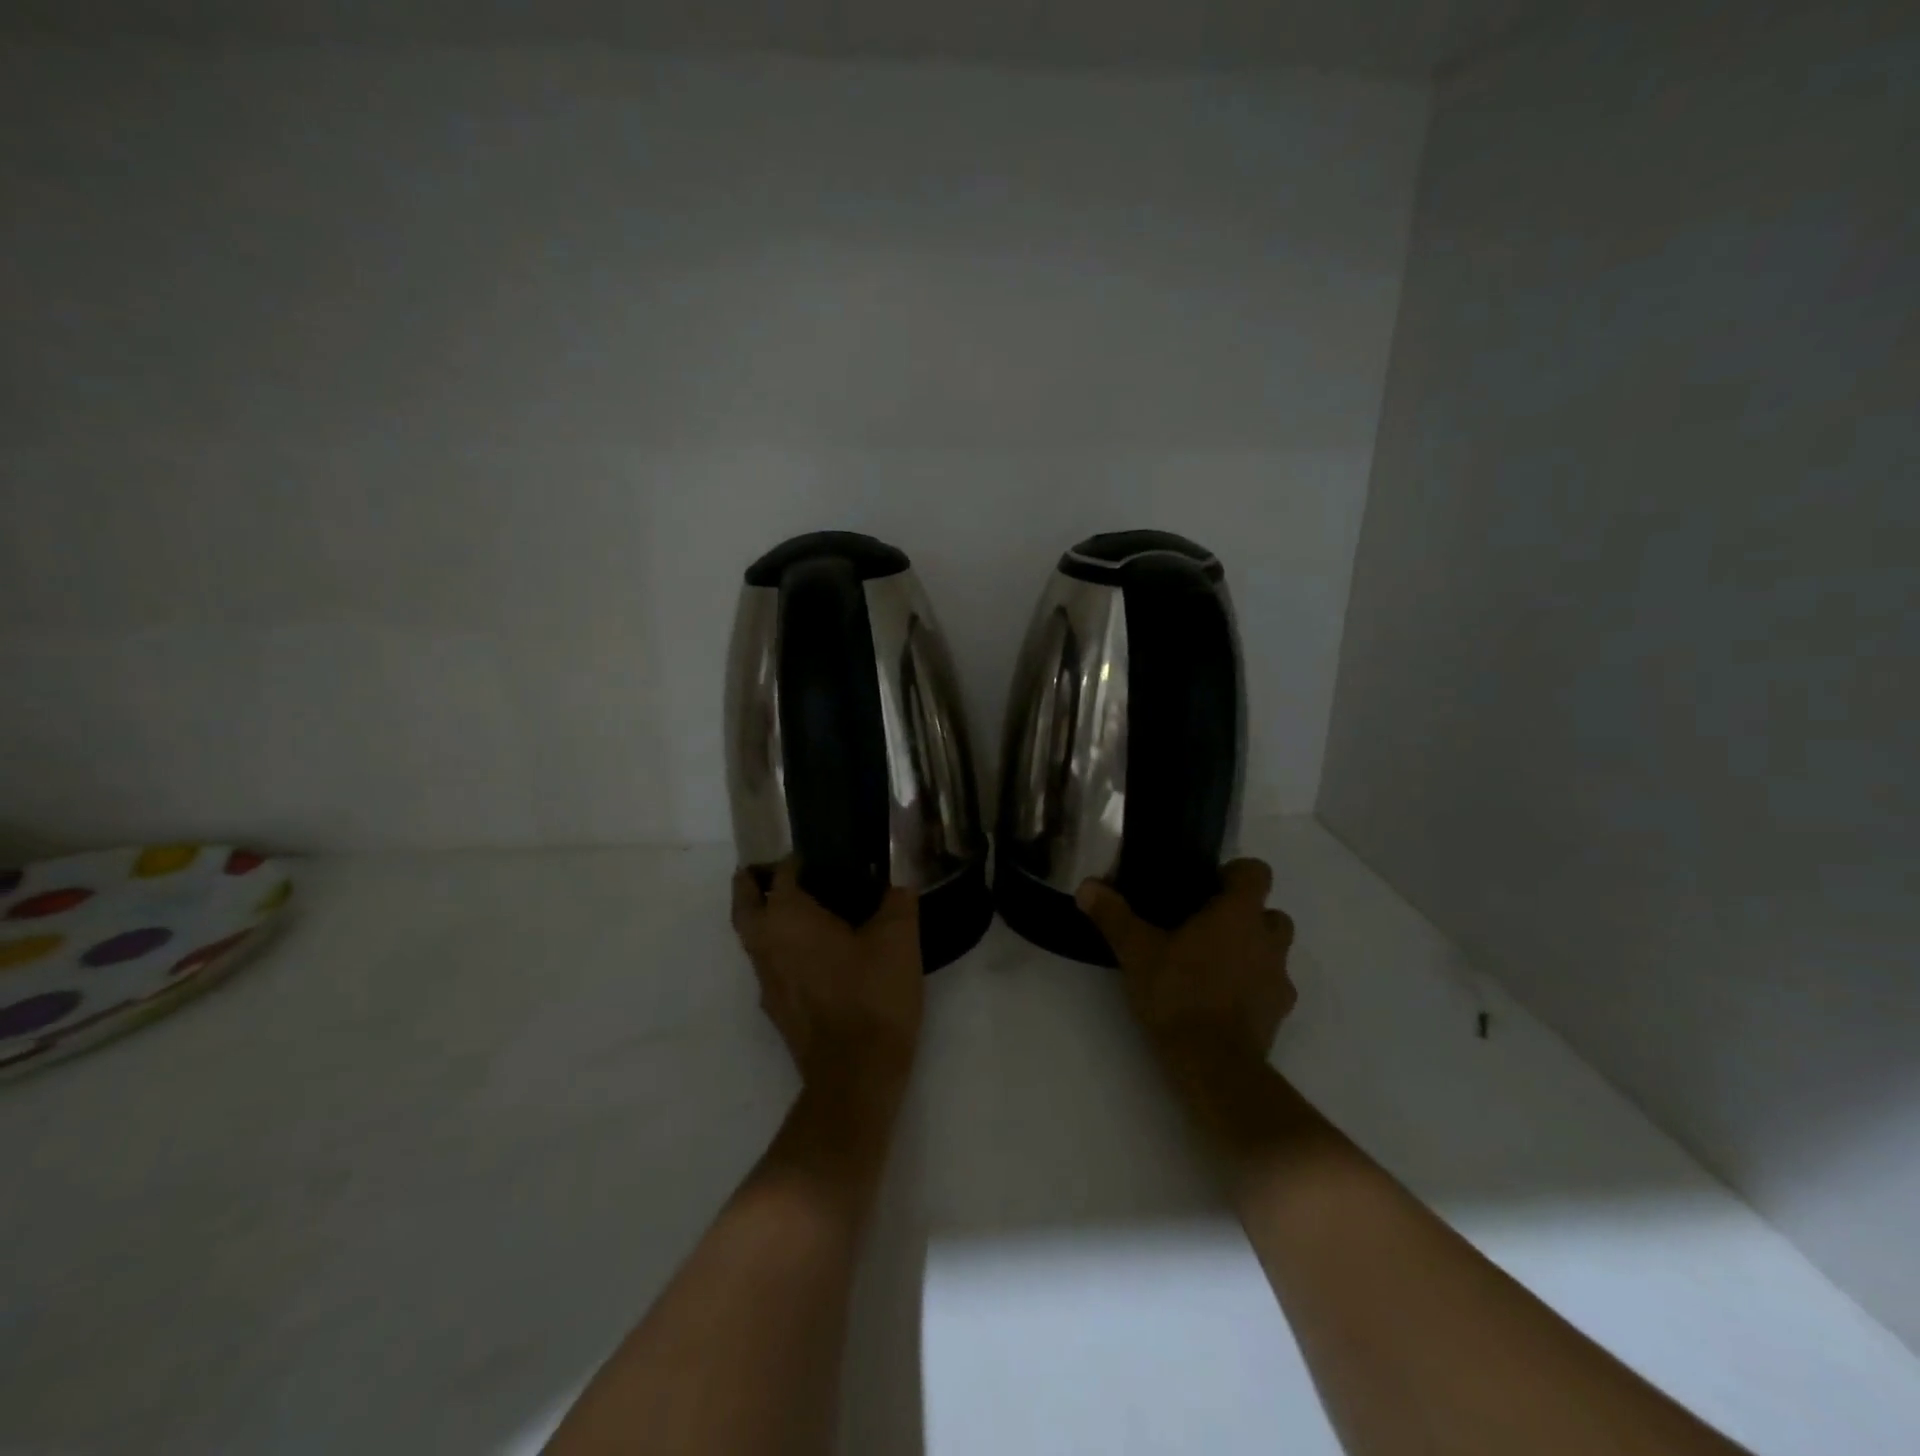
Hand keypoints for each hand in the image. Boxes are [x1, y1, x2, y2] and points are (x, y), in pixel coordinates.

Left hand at [731, 862, 923, 1095]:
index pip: (781, 874)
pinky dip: (777, 947)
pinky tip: (809, 953)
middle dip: (753, 883)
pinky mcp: (776, 1008)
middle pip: (746, 904)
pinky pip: (767, 963)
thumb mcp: (898, 938)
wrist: (856, 1073)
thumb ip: (898, 899)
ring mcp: (766, 980)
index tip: (814, 851)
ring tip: (794, 906)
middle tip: (774, 869)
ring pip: (752, 936)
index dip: (794, 859)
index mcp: (789, 918)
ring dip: (762, 916)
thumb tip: (899, 878)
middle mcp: (766, 944)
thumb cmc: (873, 994)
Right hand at [1077, 859, 1296, 1070]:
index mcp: (1238, 914)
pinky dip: (1253, 986)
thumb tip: (1086, 886)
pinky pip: (1271, 987)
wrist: (1215, 1065)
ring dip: (1253, 950)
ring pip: (1275, 950)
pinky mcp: (1279, 1013)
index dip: (1235, 874)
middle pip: (1270, 912)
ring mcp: (1279, 978)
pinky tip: (1222, 999)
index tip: (1207, 887)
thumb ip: (1113, 915)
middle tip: (1207, 927)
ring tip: (1215, 964)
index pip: (1257, 872)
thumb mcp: (1135, 952)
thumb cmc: (1178, 994)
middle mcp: (1268, 939)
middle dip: (1246, 915)